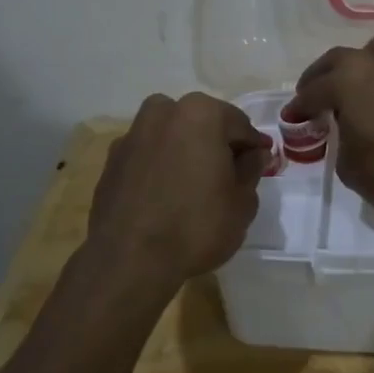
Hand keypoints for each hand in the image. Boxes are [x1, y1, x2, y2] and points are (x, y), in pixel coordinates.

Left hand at [85, 92, 272, 290]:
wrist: (129, 260)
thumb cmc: (197, 225)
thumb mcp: (242, 202)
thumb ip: (251, 170)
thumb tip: (254, 154)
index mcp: (201, 113)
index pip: (239, 125)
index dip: (253, 146)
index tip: (261, 164)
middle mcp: (163, 112)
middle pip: (202, 123)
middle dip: (217, 144)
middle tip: (229, 175)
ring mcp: (132, 134)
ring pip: (171, 135)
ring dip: (185, 151)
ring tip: (194, 185)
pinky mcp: (111, 160)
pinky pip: (148, 155)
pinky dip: (160, 166)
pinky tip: (166, 195)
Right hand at [291, 33, 373, 214]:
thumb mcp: (352, 170)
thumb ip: (342, 148)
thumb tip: (349, 137)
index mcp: (346, 81)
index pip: (312, 92)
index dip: (298, 109)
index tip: (292, 119)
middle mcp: (372, 63)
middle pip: (337, 61)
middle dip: (320, 78)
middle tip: (313, 97)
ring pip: (372, 51)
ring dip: (355, 65)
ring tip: (352, 86)